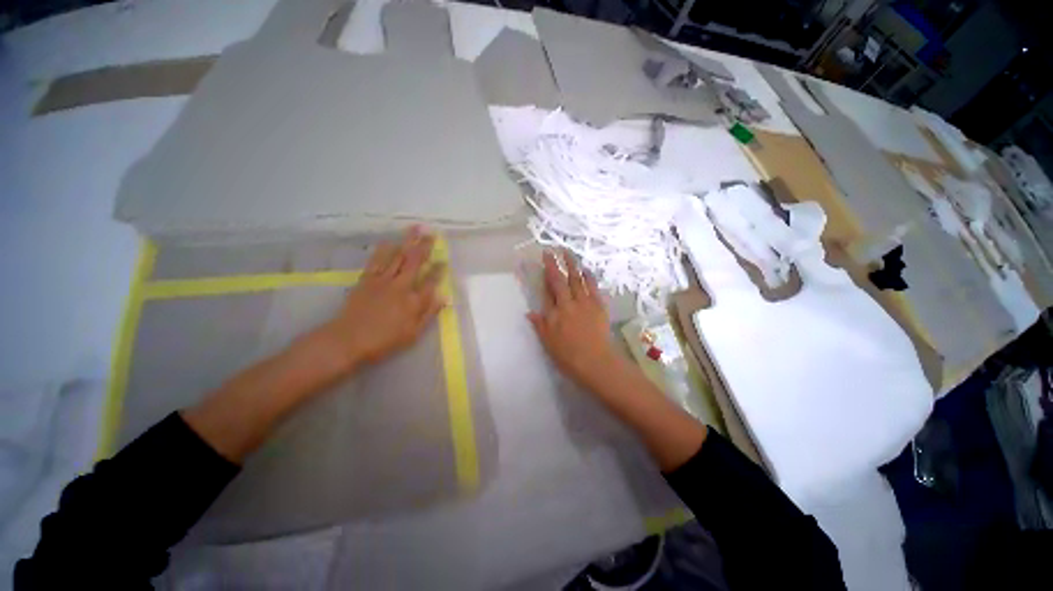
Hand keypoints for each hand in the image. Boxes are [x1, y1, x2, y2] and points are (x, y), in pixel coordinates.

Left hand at [310, 227, 445, 372]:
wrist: (348, 340)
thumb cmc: (384, 341)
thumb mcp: (413, 333)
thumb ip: (429, 313)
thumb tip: (444, 297)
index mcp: (414, 300)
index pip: (431, 281)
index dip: (439, 270)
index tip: (445, 260)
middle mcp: (401, 286)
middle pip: (415, 262)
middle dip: (425, 247)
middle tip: (432, 233)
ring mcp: (383, 280)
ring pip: (398, 256)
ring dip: (407, 241)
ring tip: (415, 228)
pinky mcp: (366, 280)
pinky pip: (376, 261)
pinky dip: (383, 250)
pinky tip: (389, 241)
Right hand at [528, 250, 622, 392]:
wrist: (596, 361)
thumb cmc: (568, 356)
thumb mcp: (548, 343)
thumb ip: (539, 325)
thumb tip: (529, 312)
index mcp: (554, 313)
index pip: (547, 290)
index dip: (544, 275)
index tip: (541, 264)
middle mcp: (567, 304)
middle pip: (560, 280)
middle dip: (554, 264)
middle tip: (550, 251)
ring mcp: (584, 303)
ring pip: (576, 279)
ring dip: (571, 265)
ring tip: (567, 252)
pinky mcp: (598, 306)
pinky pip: (592, 287)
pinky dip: (588, 276)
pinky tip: (585, 269)